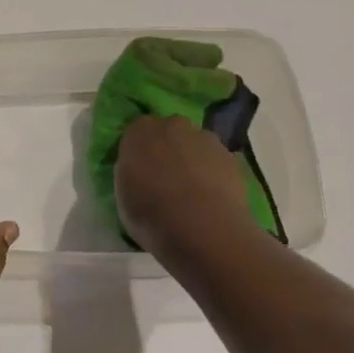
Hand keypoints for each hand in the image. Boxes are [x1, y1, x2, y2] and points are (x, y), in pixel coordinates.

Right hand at [114, 114, 258, 266]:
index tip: (138, 173)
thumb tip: (140, 173)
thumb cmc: (150, 213)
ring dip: (192, 160)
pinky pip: (216, 161)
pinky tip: (212, 198)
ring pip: (195, 144)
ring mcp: (204, 138)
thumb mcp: (123, 195)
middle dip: (167, 150)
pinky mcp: (230, 156)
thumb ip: (131, 174)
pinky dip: (213, 173)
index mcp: (138, 131)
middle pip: (168, 132)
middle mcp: (171, 125)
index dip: (138, 153)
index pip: (135, 133)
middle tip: (165, 180)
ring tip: (192, 193)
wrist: (201, 226)